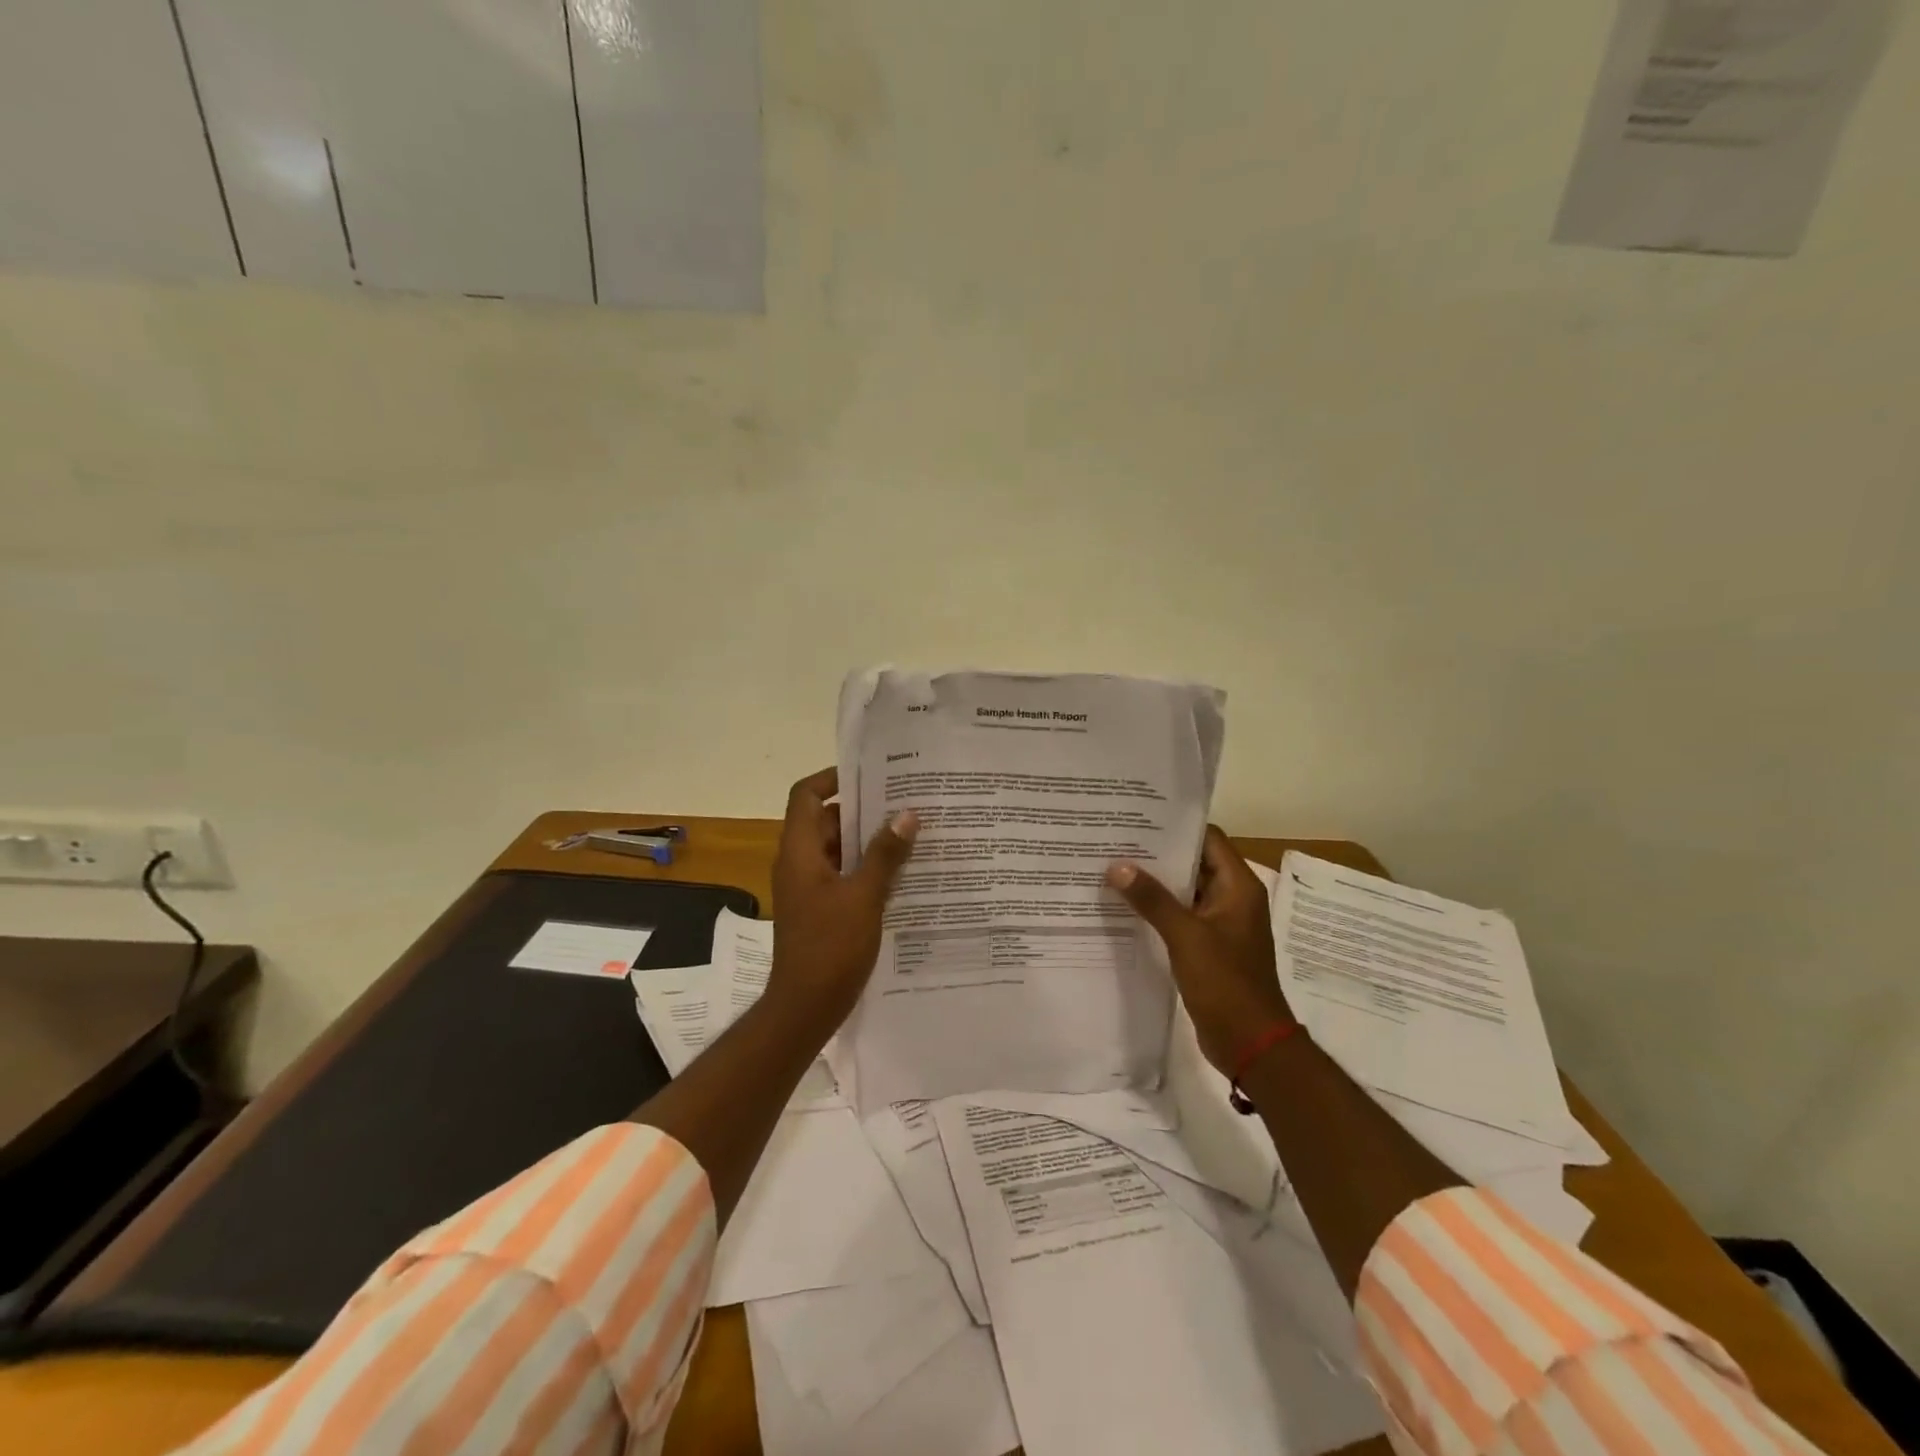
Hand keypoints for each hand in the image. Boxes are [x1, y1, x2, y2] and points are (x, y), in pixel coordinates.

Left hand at [769, 767, 917, 1029]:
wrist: (805, 1007)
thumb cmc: (830, 947)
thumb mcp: (864, 896)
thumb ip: (886, 854)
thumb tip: (907, 814)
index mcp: (799, 852)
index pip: (807, 796)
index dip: (833, 778)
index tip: (871, 774)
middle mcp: (799, 862)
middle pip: (827, 820)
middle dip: (864, 809)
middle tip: (905, 802)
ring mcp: (809, 887)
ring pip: (839, 849)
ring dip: (869, 840)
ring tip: (912, 832)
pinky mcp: (821, 907)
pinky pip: (844, 874)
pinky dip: (867, 867)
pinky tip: (902, 872)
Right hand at [1106, 826, 1292, 1074]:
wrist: (1250, 1042)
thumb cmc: (1225, 982)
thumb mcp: (1185, 936)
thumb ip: (1152, 899)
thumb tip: (1117, 866)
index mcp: (1238, 886)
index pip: (1208, 839)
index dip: (1176, 826)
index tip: (1138, 818)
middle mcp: (1232, 898)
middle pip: (1194, 863)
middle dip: (1157, 854)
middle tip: (1115, 840)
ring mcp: (1220, 924)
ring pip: (1185, 891)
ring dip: (1155, 883)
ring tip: (1112, 868)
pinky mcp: (1208, 946)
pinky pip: (1181, 917)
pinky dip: (1158, 910)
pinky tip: (1125, 907)